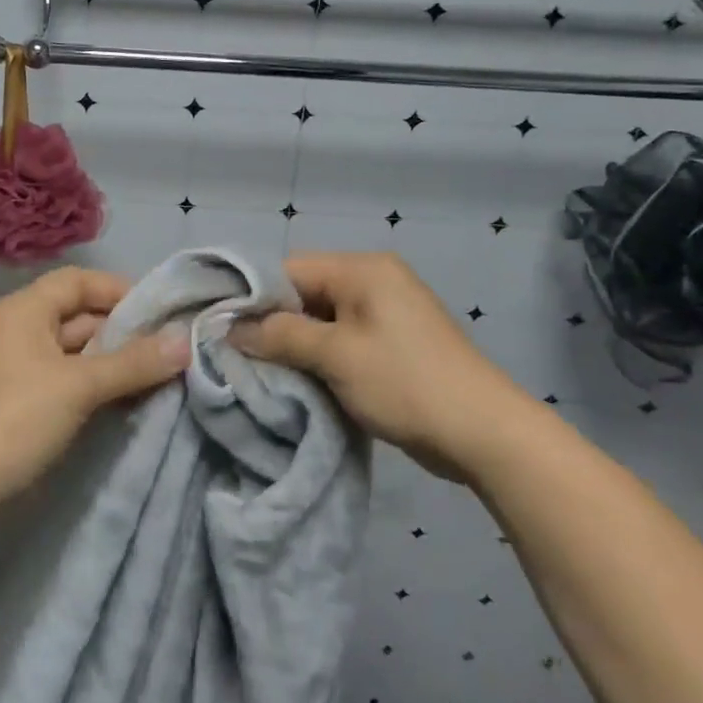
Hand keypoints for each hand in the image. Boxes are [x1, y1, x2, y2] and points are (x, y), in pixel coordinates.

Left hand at [0, 267, 189, 511]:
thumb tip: (185, 341)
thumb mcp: (79, 385)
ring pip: (81, 353)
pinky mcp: (30, 403)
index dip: (119, 290)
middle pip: (82, 317)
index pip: (79, 281)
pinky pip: (74, 382)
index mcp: (27, 309)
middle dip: (126, 331)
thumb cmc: (16, 416)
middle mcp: (25, 331)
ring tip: (165, 373)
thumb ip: (133, 362)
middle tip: (174, 347)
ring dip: (118, 362)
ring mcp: (26, 369)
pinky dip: (102, 386)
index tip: (161, 311)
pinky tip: (135, 398)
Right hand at [230, 252, 545, 481]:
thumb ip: (279, 335)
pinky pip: (339, 339)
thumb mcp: (335, 355)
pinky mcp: (389, 343)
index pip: (287, 269)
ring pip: (318, 319)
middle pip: (302, 292)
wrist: (484, 433)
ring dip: (291, 343)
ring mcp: (384, 313)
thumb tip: (231, 328)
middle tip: (234, 353)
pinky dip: (316, 356)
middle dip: (270, 323)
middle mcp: (372, 281)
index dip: (250, 296)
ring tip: (257, 369)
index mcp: (362, 269)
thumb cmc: (405, 383)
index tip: (219, 327)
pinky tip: (293, 378)